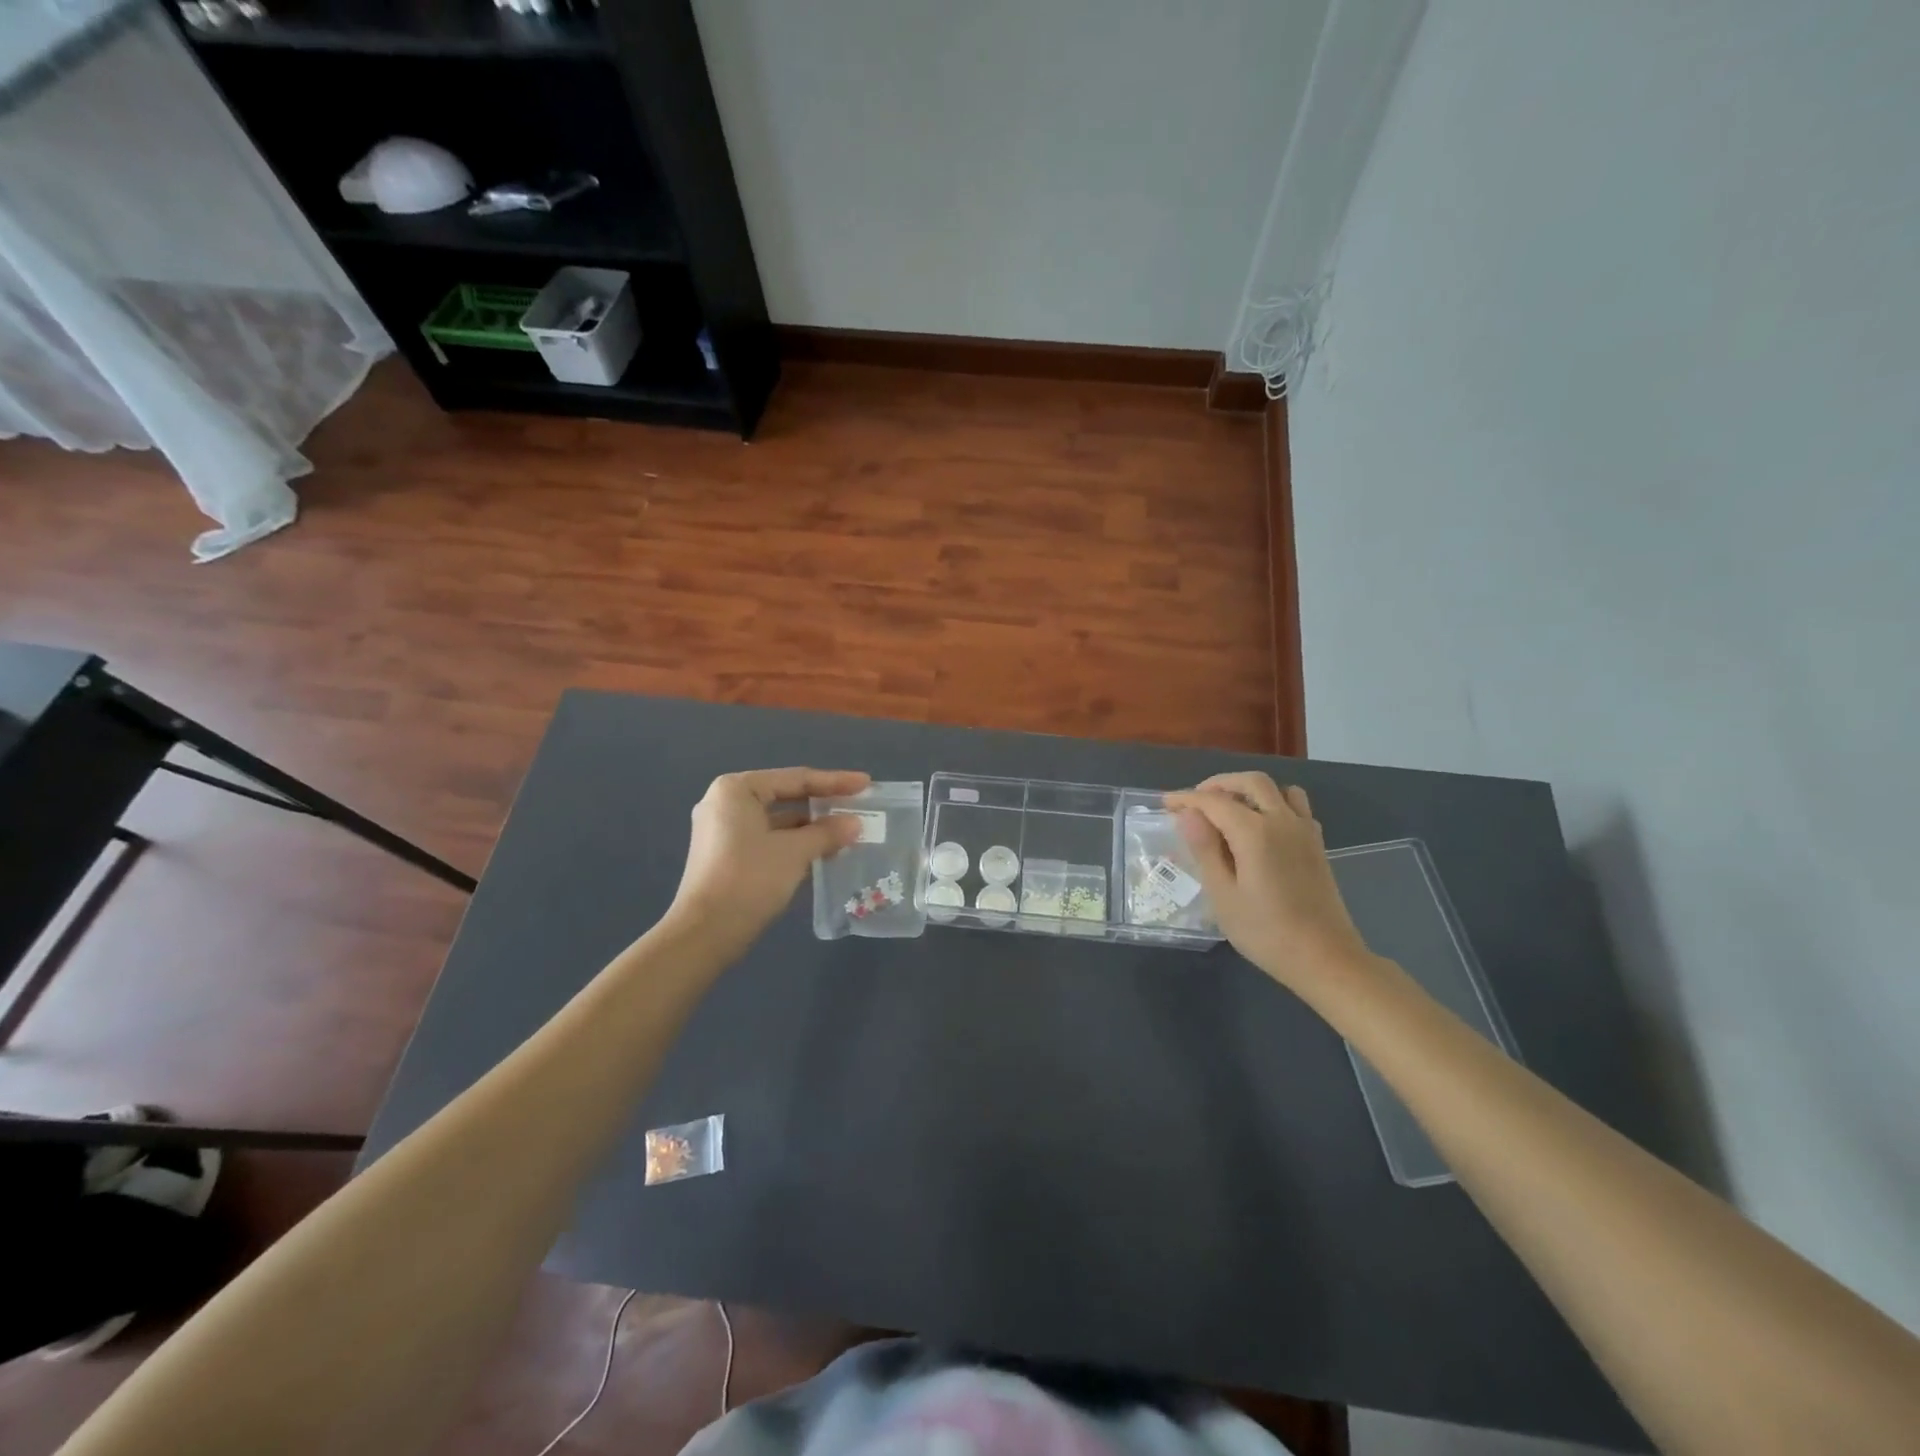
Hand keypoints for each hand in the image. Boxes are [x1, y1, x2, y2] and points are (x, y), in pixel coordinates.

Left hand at [668, 768, 870, 947]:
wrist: (705, 934)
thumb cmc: (749, 879)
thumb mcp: (794, 852)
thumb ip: (827, 833)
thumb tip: (855, 824)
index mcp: (737, 790)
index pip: (796, 779)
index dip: (835, 782)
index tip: (866, 783)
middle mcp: (726, 804)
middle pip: (786, 797)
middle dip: (823, 805)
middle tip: (859, 806)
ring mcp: (723, 831)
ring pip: (778, 821)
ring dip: (812, 828)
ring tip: (848, 833)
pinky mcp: (726, 856)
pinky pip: (769, 840)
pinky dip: (795, 844)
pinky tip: (824, 853)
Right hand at [1162, 772, 1374, 997]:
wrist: (1325, 959)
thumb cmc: (1266, 932)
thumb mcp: (1223, 895)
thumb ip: (1205, 849)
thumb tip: (1188, 814)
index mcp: (1255, 832)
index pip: (1214, 801)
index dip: (1186, 798)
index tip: (1166, 804)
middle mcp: (1282, 821)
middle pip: (1251, 782)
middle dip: (1220, 784)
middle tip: (1196, 801)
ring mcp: (1305, 831)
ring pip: (1279, 789)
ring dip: (1251, 790)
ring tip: (1230, 809)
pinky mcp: (1317, 845)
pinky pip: (1296, 807)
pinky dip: (1275, 804)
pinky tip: (1262, 828)